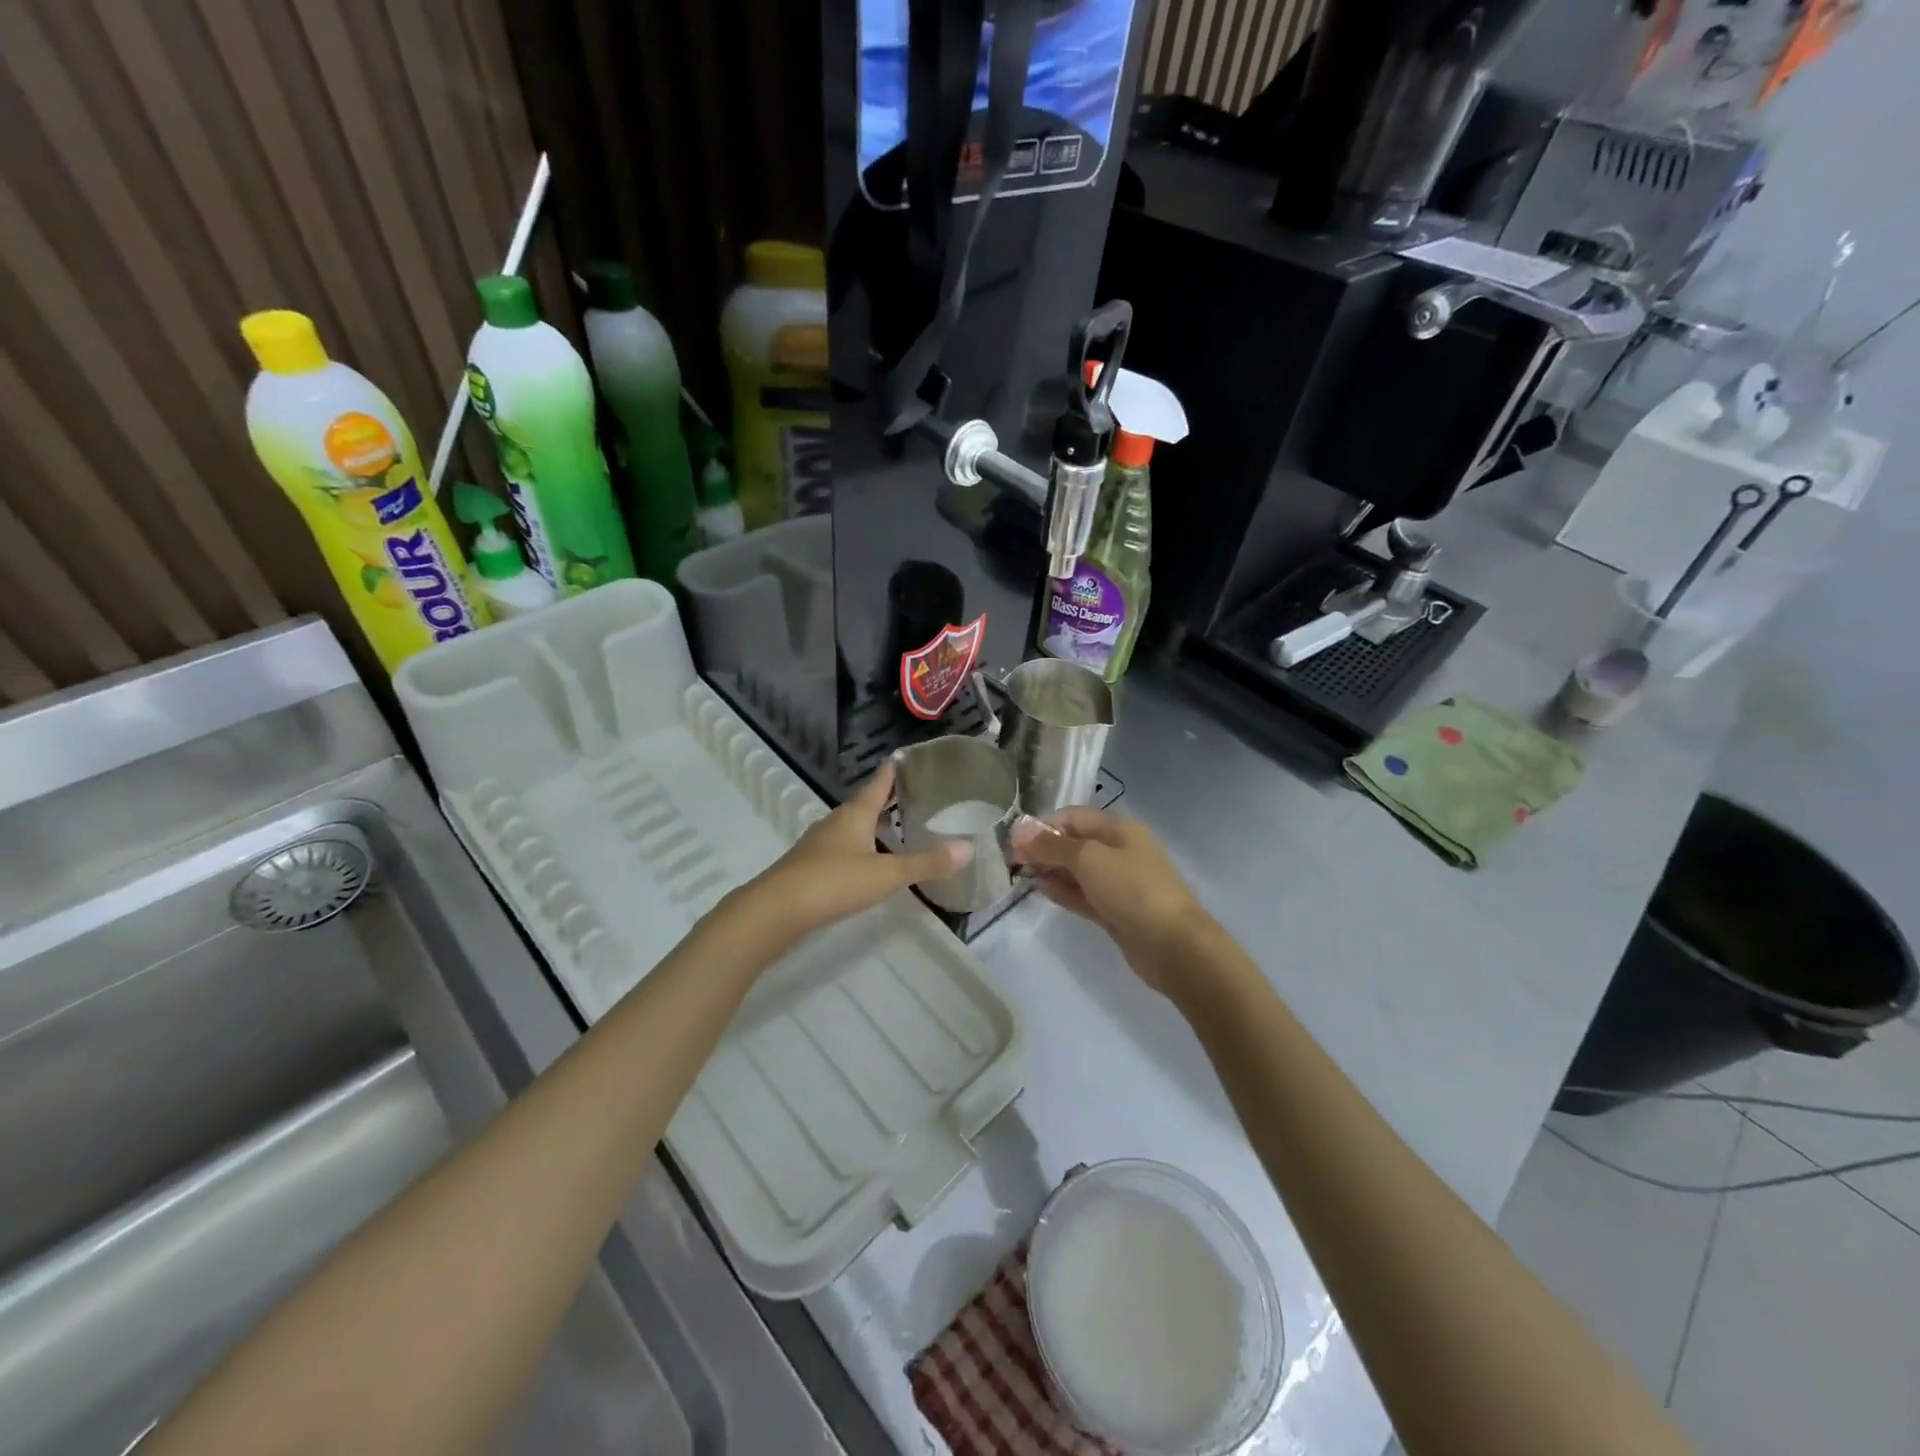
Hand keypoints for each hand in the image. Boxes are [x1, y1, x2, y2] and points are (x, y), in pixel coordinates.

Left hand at [740, 763, 970, 939]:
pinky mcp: (810, 868)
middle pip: (864, 805)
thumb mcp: (886, 874)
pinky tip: (870, 863)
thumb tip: (968, 848)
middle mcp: (835, 823)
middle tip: (914, 795)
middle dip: (887, 800)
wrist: (776, 911)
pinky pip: (842, 849)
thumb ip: (926, 863)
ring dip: (873, 827)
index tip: (907, 757)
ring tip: (897, 829)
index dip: (893, 770)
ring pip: (852, 828)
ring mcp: (819, 845)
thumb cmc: (834, 882)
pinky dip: (861, 849)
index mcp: (854, 814)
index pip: (878, 783)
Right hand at [1011, 808, 1211, 995]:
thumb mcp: (1088, 859)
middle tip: (1013, 860)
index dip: (1043, 825)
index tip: (1014, 840)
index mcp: (1119, 829)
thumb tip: (1021, 832)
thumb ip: (1053, 846)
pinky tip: (1041, 889)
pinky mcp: (1116, 911)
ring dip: (1051, 869)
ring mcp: (1119, 883)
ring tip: (1022, 874)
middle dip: (1044, 848)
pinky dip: (1063, 890)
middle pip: (1075, 842)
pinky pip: (1084, 894)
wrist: (1172, 945)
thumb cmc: (1132, 889)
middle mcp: (1120, 851)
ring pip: (1078, 870)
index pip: (1074, 817)